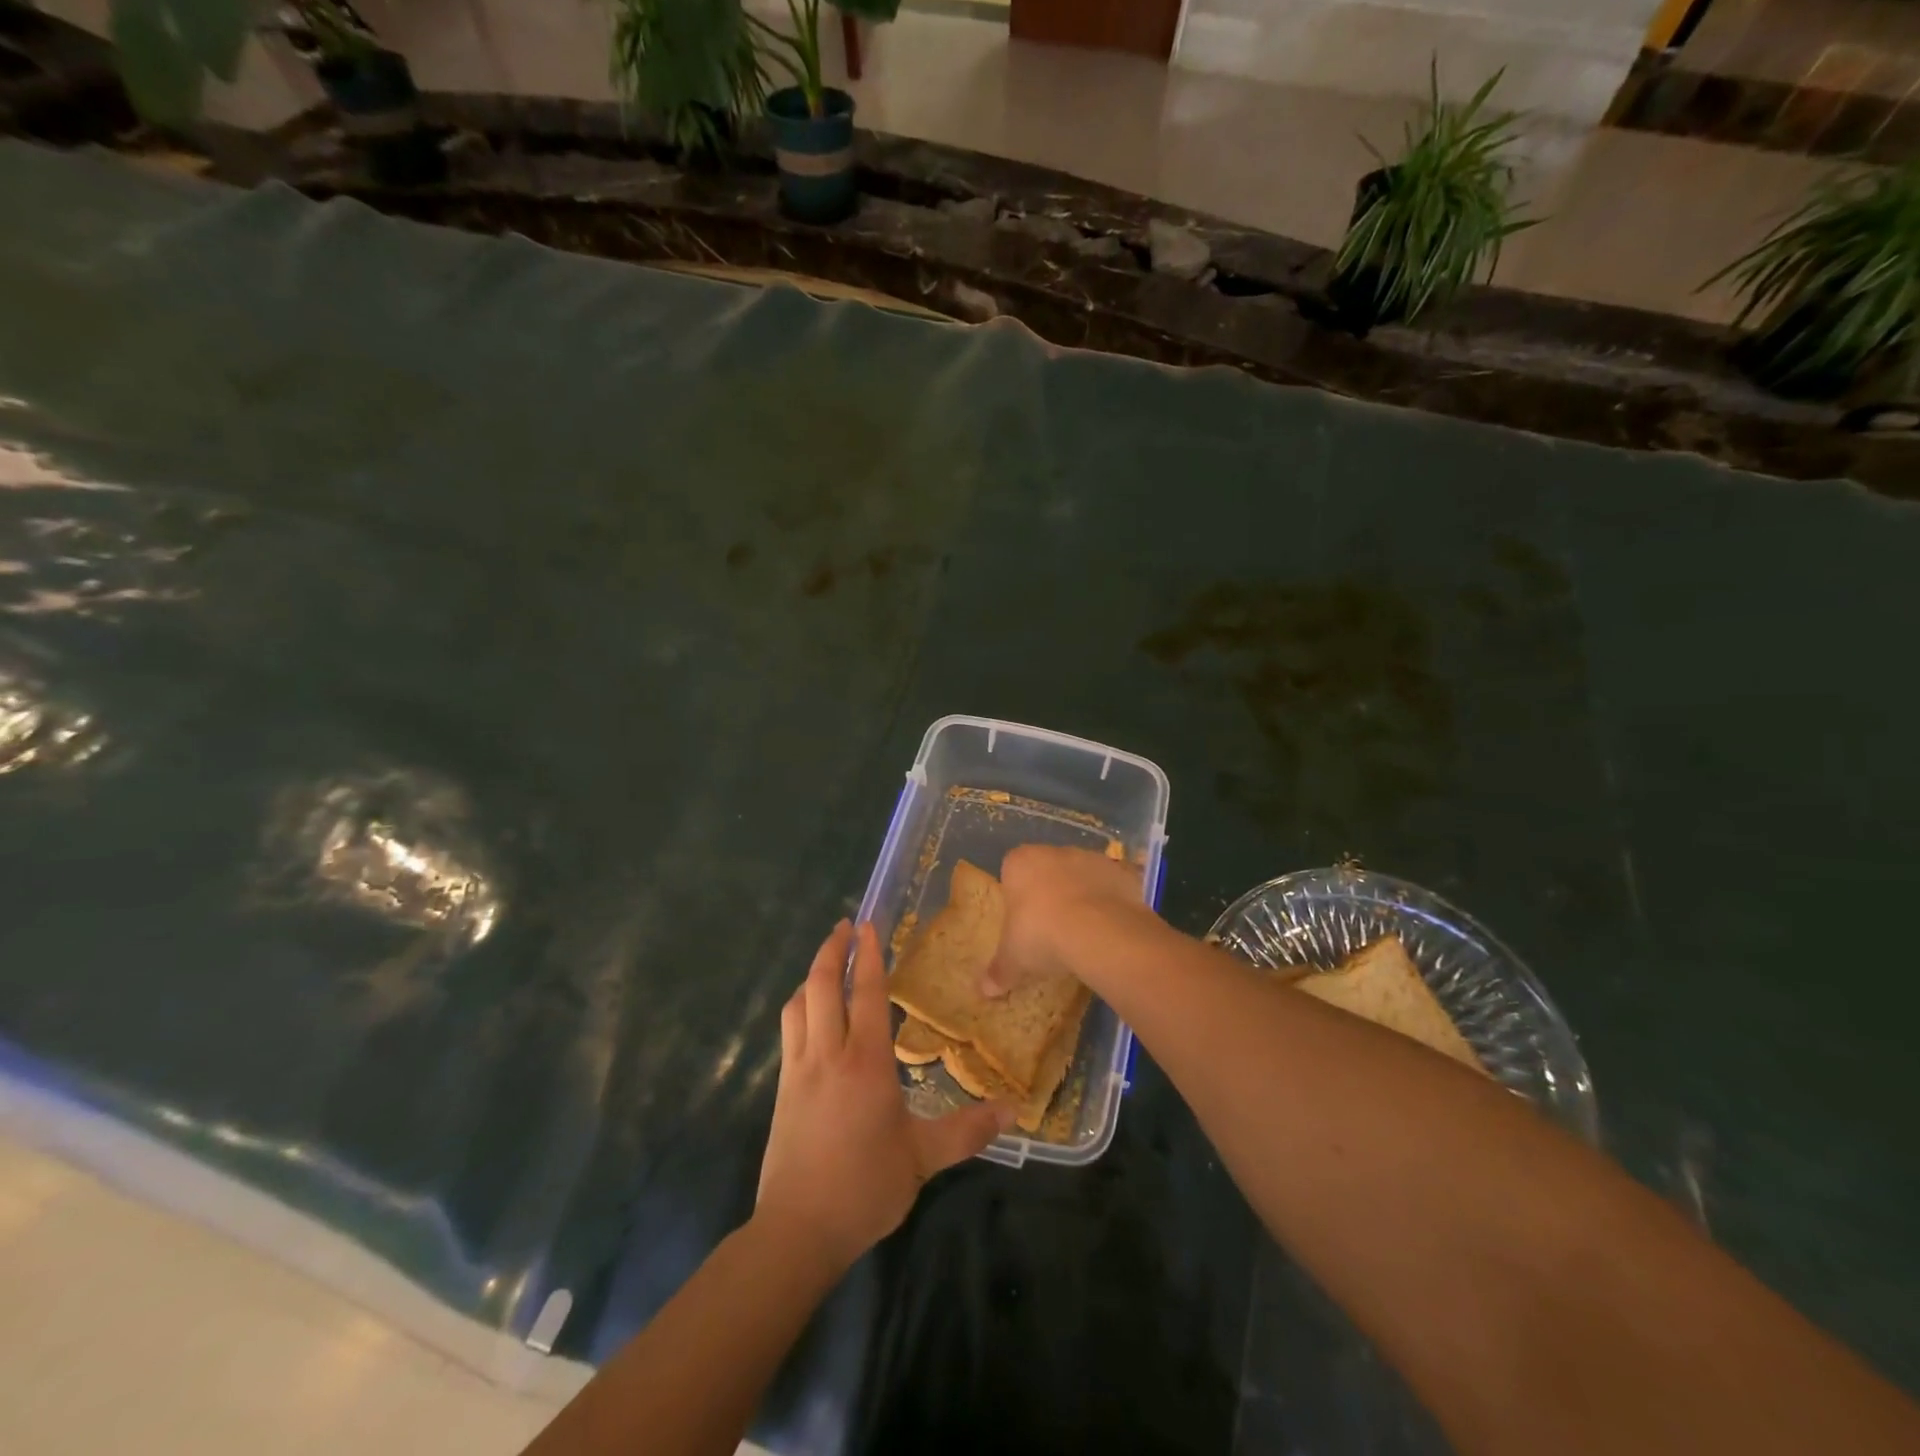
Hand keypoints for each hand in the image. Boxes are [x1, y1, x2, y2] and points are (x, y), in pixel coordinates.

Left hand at [757, 920, 1009, 1270]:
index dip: (870, 956)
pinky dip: (800, 1005)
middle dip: (833, 950)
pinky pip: (790, 1029)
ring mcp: (799, 1068)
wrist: (798, 1228)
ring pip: (800, 1003)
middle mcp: (829, 1053)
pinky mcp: (782, 1087)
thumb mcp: (923, 1158)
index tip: (868, 925)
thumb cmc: (865, 1187)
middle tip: (845, 927)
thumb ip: (967, 1130)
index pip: (867, 993)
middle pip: (824, 985)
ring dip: (813, 974)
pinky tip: (809, 1012)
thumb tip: (1013, 1110)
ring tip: (828, 961)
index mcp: (866, 1061)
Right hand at [981, 844, 1156, 996]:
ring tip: (1084, 932)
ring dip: (1082, 896)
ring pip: (1082, 875)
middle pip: (1048, 869)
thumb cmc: (1041, 934)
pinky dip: (1111, 902)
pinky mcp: (1121, 872)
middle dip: (1049, 892)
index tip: (1022, 920)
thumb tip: (984, 991)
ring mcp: (1091, 858)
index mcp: (1020, 862)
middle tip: (1051, 928)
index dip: (1017, 894)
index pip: (1012, 870)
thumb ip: (999, 971)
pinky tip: (1109, 929)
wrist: (1099, 931)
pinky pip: (1112, 886)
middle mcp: (1055, 852)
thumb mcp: (1014, 959)